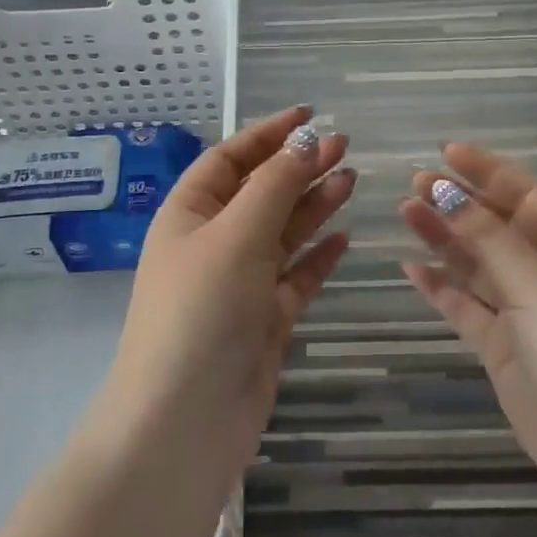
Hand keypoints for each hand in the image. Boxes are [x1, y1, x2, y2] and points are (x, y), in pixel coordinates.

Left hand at [107, 106, 352, 485]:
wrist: (185, 421)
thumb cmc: (201, 310)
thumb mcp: (236, 235)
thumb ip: (275, 185)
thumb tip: (306, 141)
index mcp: (189, 214)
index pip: (230, 159)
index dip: (268, 134)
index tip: (310, 114)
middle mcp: (212, 243)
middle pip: (261, 193)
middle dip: (298, 167)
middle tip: (345, 146)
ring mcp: (239, 284)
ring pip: (282, 233)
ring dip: (313, 205)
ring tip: (351, 179)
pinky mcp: (263, 321)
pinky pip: (295, 278)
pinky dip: (317, 257)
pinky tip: (345, 239)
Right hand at [400, 145, 536, 494]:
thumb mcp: (536, 280)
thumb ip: (486, 235)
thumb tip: (446, 191)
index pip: (525, 195)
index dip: (486, 171)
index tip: (446, 152)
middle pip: (496, 226)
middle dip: (458, 203)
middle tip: (415, 184)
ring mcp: (525, 311)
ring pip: (477, 263)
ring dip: (444, 238)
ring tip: (406, 211)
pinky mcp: (503, 346)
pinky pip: (466, 306)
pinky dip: (441, 287)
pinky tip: (412, 268)